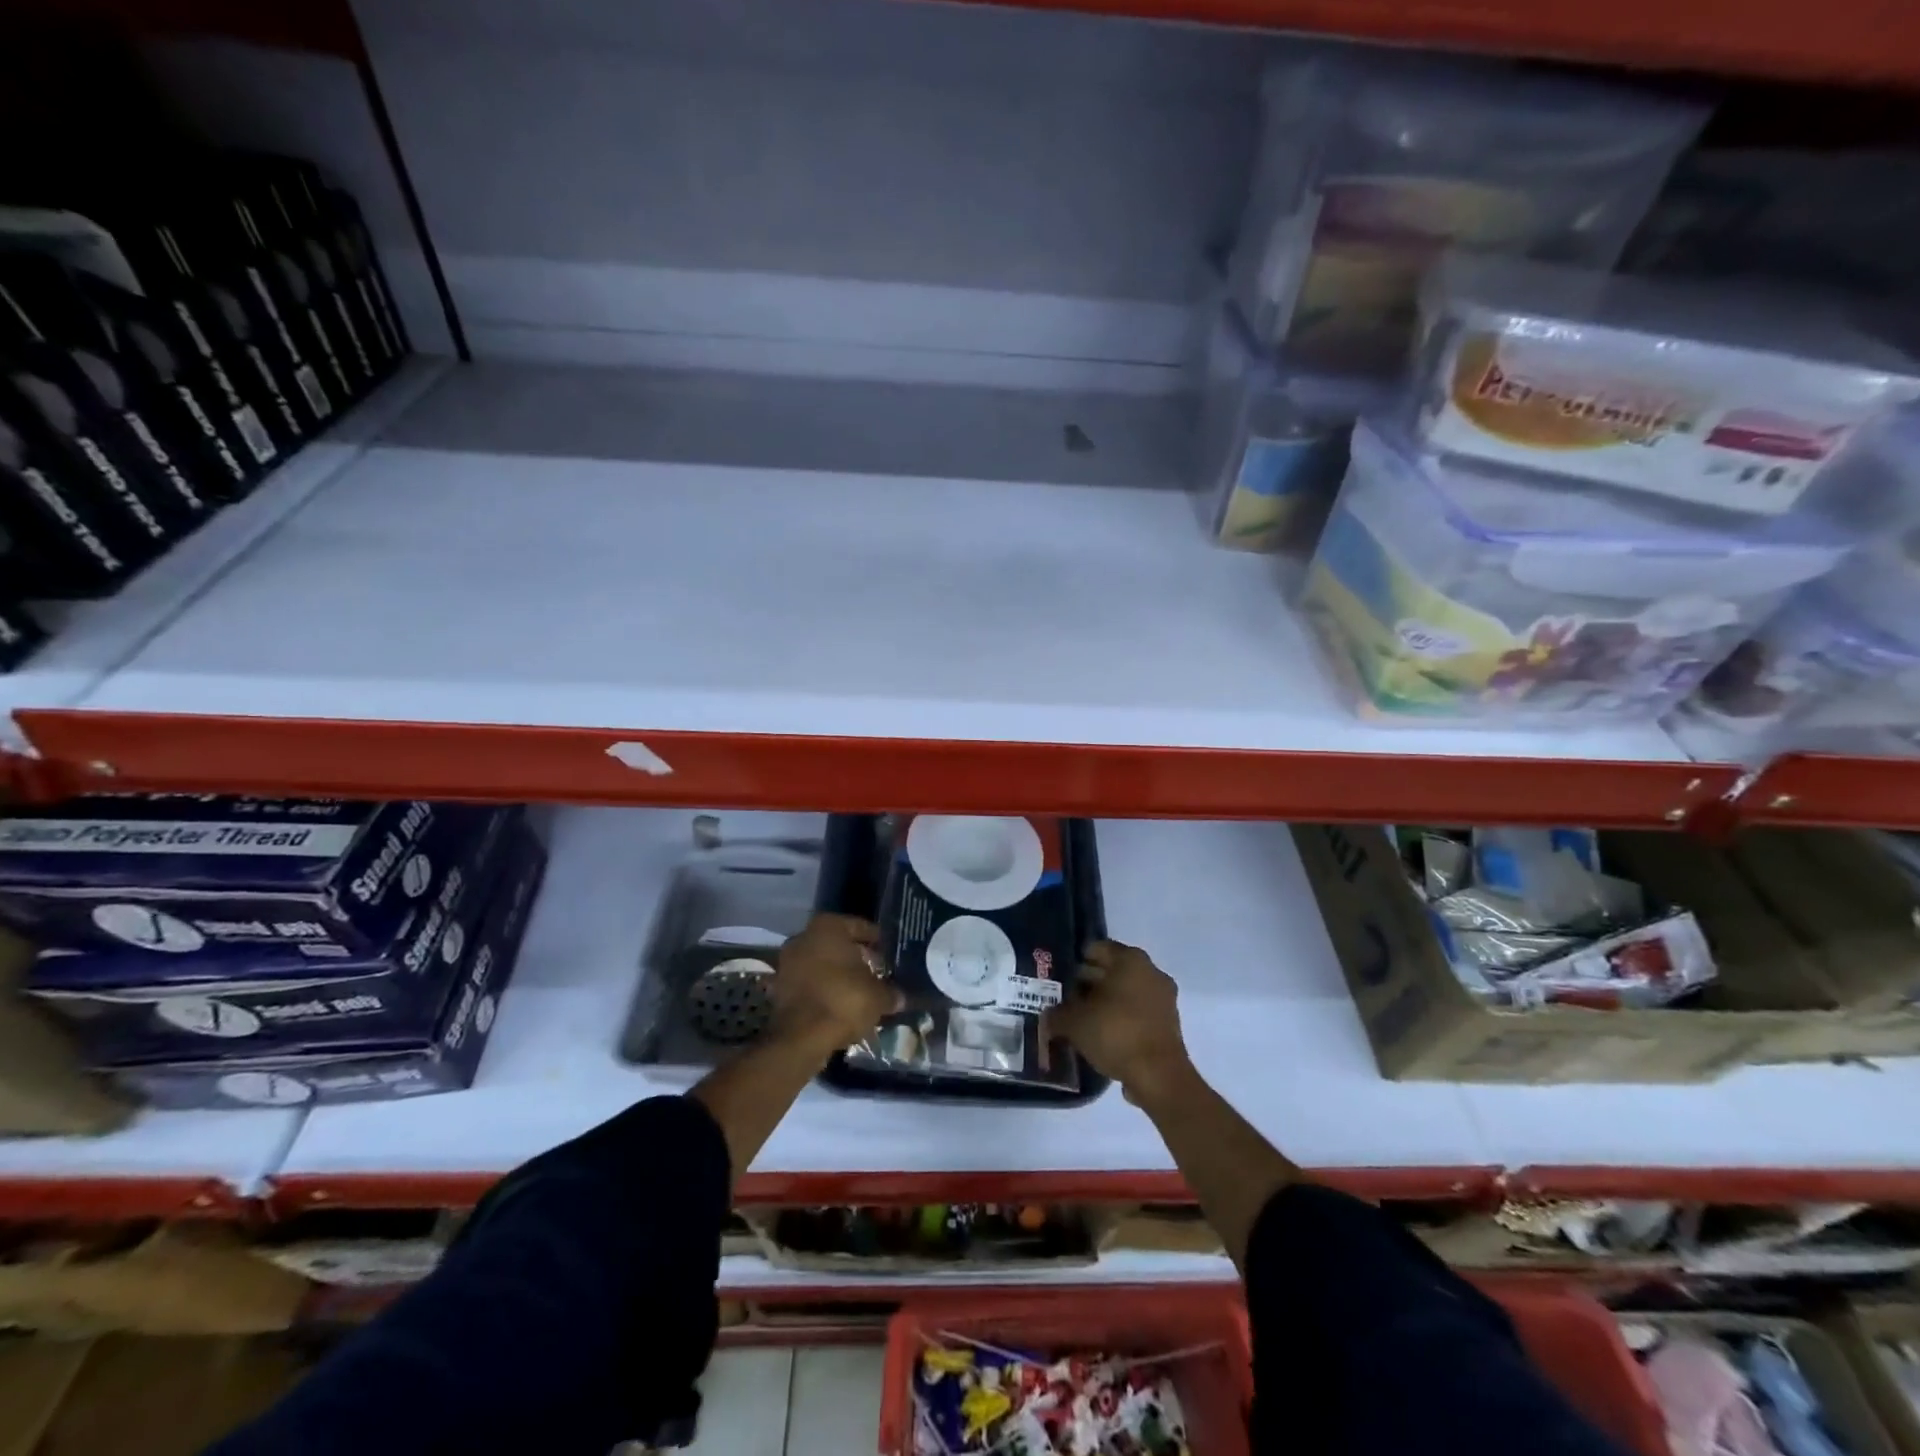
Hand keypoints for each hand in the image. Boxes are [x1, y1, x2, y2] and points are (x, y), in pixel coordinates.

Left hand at [770, 914, 901, 1058]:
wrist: (801, 1038)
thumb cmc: (843, 1001)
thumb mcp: (878, 996)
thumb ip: (890, 992)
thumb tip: (900, 997)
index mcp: (828, 927)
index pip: (860, 927)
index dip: (876, 940)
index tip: (888, 952)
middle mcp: (804, 937)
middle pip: (837, 944)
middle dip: (855, 957)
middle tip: (876, 970)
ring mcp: (788, 962)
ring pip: (821, 964)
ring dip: (838, 975)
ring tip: (860, 990)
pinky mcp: (779, 988)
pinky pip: (809, 983)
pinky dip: (823, 990)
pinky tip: (840, 1004)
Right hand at [1052, 940, 1191, 1104]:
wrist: (1158, 1076)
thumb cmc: (1115, 1033)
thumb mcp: (1074, 1022)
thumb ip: (1056, 1015)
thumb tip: (1048, 1017)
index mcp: (1130, 959)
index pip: (1096, 949)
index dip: (1075, 962)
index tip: (1059, 979)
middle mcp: (1151, 972)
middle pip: (1112, 971)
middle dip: (1089, 984)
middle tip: (1065, 1001)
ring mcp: (1163, 999)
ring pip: (1126, 994)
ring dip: (1105, 1004)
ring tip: (1080, 1021)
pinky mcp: (1169, 1025)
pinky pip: (1137, 1014)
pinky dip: (1121, 1021)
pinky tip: (1101, 1037)